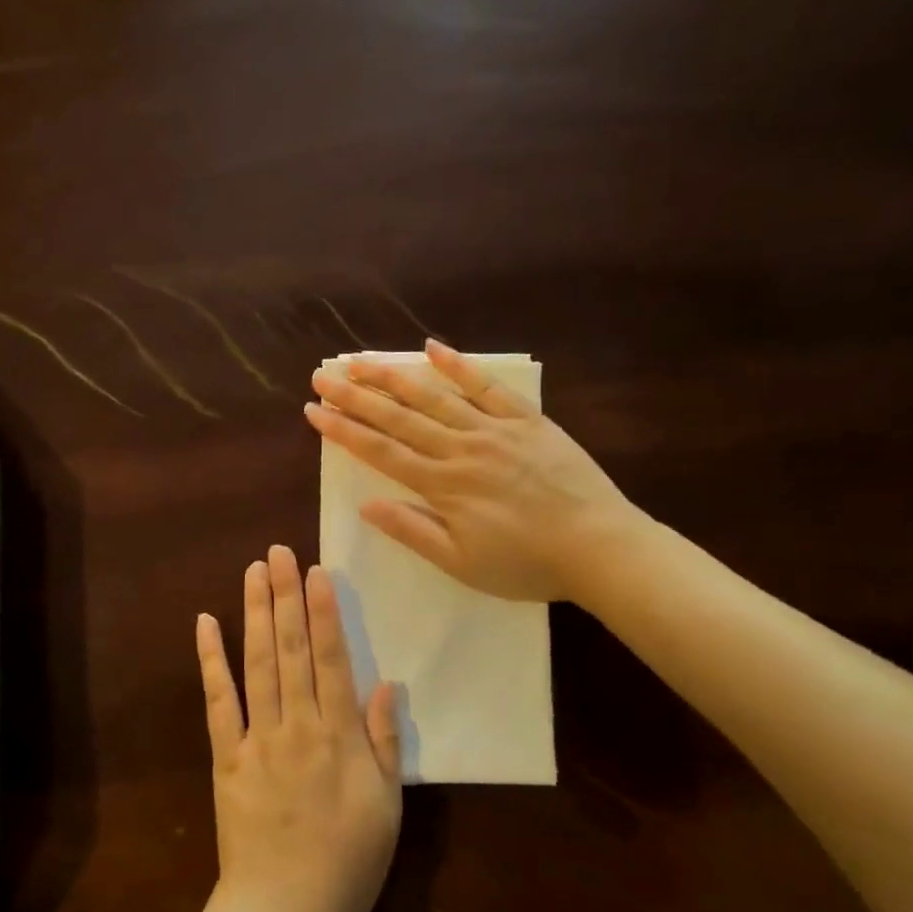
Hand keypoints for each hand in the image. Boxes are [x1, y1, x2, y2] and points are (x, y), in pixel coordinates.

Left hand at [195, 546, 401, 911]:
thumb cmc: (346, 865)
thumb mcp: (386, 809)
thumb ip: (384, 743)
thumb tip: (387, 683)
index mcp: (338, 736)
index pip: (332, 659)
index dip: (324, 612)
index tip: (318, 571)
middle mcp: (297, 725)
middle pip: (291, 649)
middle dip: (286, 596)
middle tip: (281, 551)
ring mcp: (257, 738)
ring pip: (257, 664)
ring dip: (254, 613)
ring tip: (254, 570)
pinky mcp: (226, 757)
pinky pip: (218, 702)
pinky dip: (211, 662)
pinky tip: (205, 624)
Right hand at [305, 339, 640, 601]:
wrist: (599, 547)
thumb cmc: (527, 564)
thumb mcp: (462, 563)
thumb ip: (413, 531)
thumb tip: (367, 505)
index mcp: (442, 485)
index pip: (380, 451)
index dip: (343, 430)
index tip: (313, 411)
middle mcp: (460, 448)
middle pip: (398, 417)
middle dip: (355, 396)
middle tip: (322, 376)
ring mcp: (493, 429)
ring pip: (434, 396)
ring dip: (394, 376)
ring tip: (361, 360)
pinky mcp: (526, 420)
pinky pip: (487, 387)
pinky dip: (459, 366)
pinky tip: (433, 347)